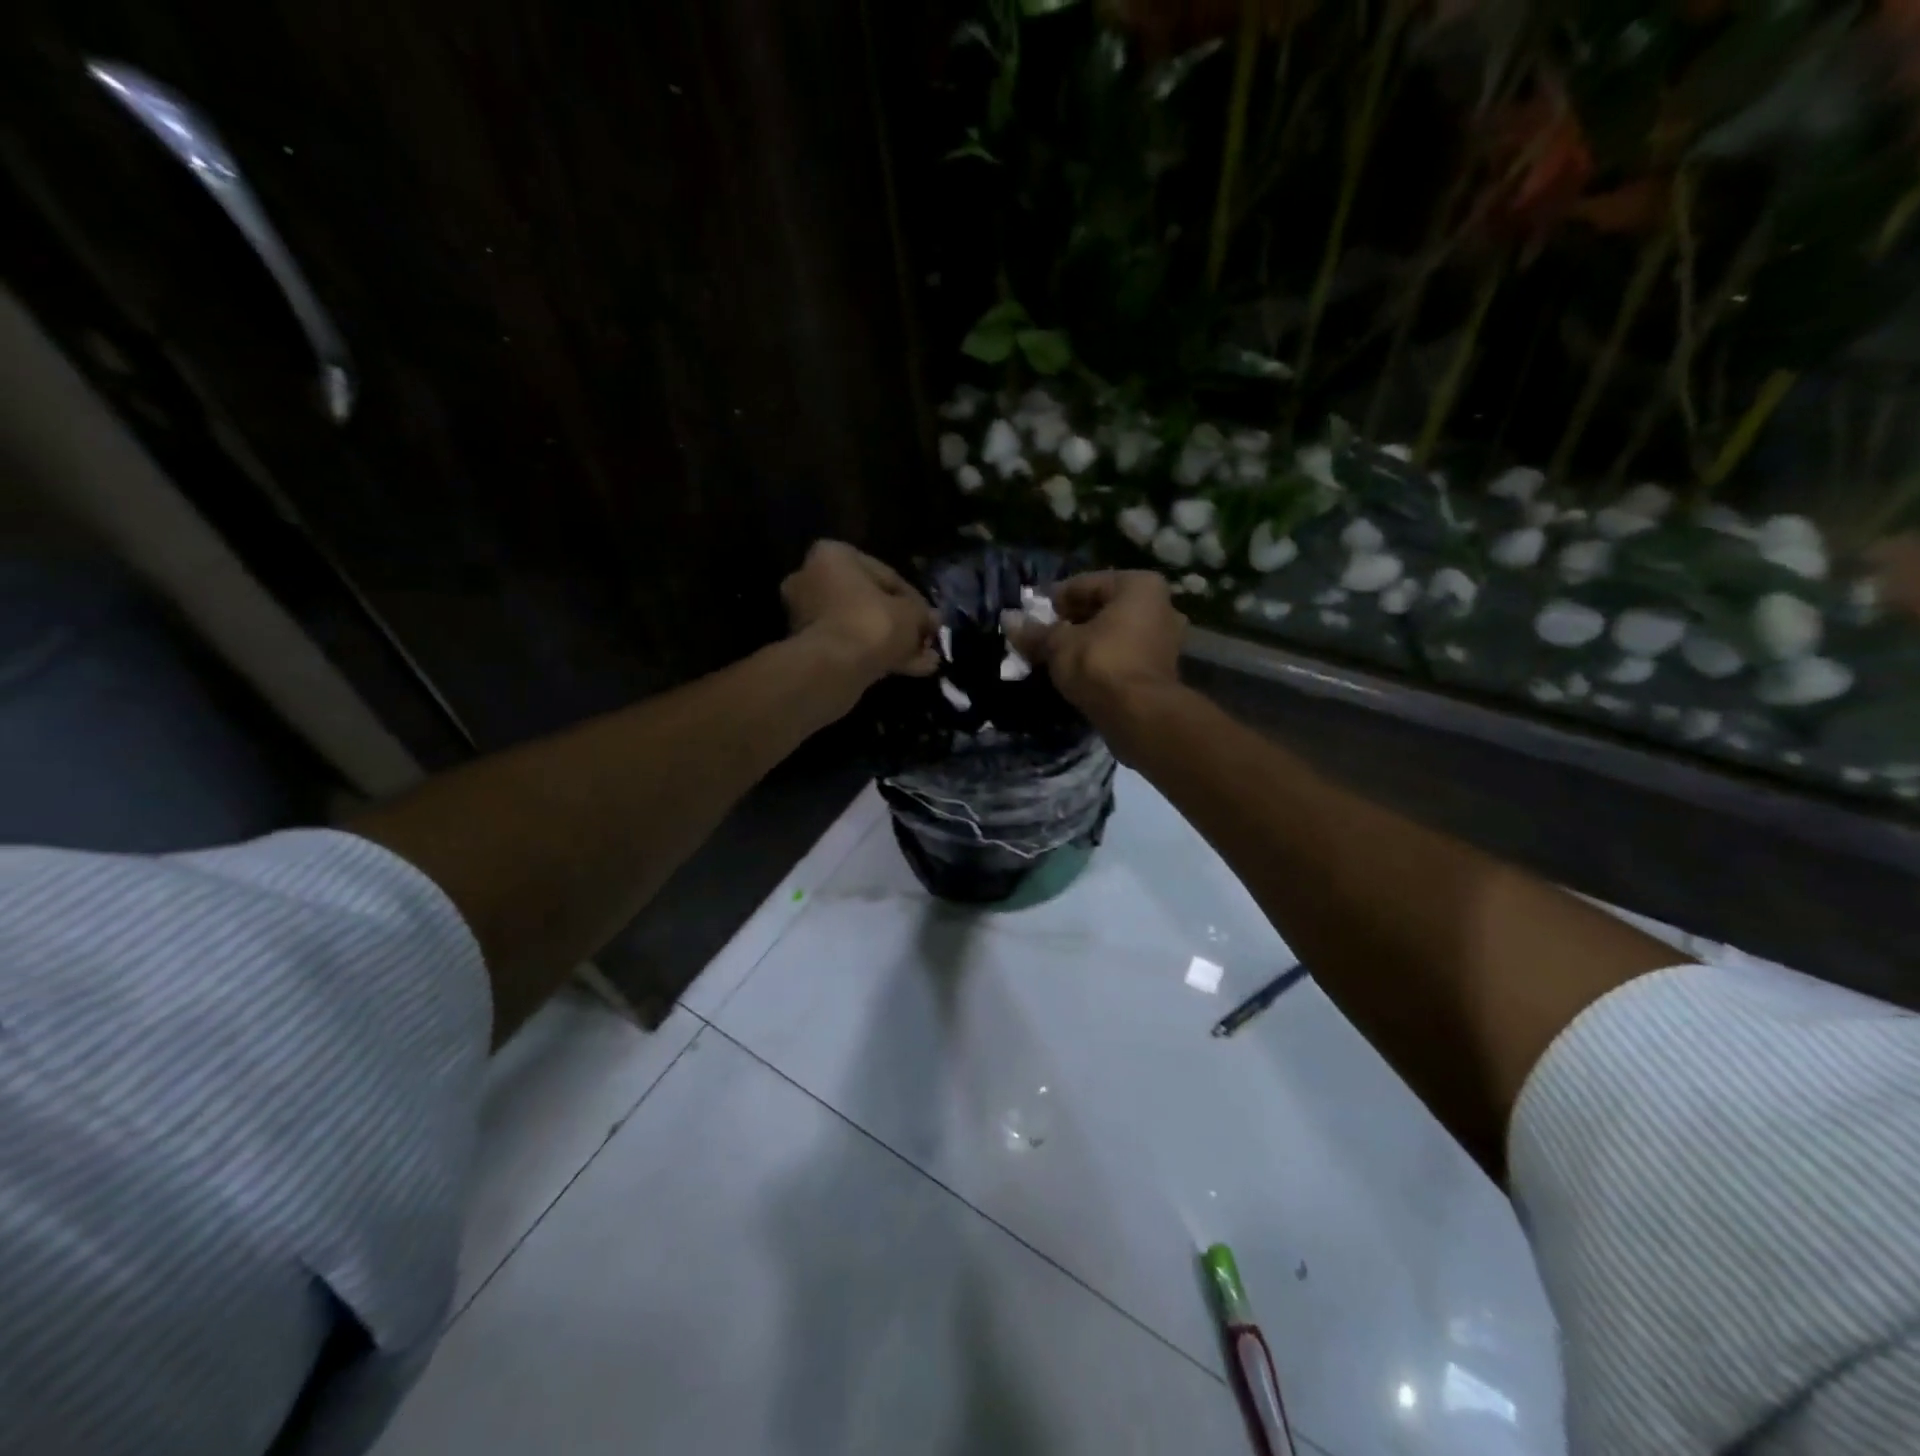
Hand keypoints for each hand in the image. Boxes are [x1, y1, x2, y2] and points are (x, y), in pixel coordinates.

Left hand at [783, 541, 940, 691]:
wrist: (834, 668)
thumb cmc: (873, 623)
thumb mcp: (912, 613)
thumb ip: (923, 613)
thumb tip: (932, 619)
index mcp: (833, 556)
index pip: (885, 574)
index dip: (914, 599)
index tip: (930, 619)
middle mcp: (812, 579)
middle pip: (869, 602)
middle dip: (900, 623)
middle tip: (926, 639)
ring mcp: (807, 615)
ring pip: (861, 627)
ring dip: (892, 642)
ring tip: (925, 660)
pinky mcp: (809, 647)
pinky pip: (850, 646)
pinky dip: (876, 655)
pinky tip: (909, 669)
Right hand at [1005, 570, 1187, 743]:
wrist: (1139, 715)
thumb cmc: (1100, 664)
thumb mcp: (1058, 645)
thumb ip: (1034, 632)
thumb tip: (1008, 619)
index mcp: (1139, 585)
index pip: (1086, 583)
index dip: (1056, 598)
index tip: (1035, 614)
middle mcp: (1161, 605)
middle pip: (1104, 607)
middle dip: (1073, 619)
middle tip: (1045, 635)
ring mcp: (1167, 638)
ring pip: (1116, 632)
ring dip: (1088, 640)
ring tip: (1059, 655)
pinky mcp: (1163, 669)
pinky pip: (1125, 653)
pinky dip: (1104, 658)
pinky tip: (1081, 671)